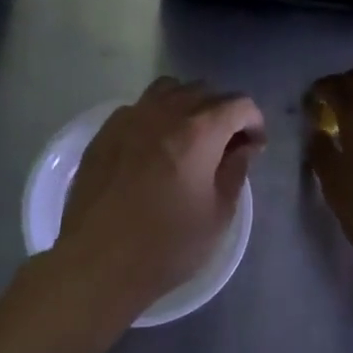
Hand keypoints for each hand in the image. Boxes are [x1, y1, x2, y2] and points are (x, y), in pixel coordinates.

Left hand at [56, 78, 266, 317]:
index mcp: (200, 131)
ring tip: (189, 138)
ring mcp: (130, 118)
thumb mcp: (218, 214)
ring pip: (168, 90)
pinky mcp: (104, 132)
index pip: (239, 104)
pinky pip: (138, 108)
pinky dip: (156, 116)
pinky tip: (153, 147)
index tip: (254, 148)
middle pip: (204, 91)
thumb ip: (235, 171)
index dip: (254, 122)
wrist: (98, 262)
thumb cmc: (167, 245)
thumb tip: (243, 147)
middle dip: (223, 112)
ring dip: (187, 106)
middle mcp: (165, 113)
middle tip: (226, 146)